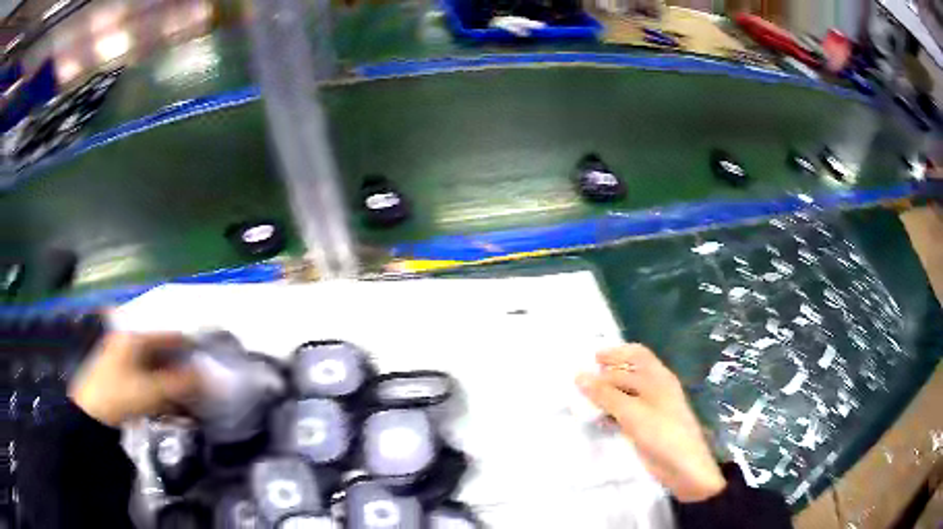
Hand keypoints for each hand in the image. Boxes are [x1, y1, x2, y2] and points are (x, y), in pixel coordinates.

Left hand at [69, 332, 201, 426]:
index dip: (190, 346)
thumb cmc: (120, 395)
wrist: (91, 415)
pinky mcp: (121, 375)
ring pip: (156, 366)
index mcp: (135, 337)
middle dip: (182, 366)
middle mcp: (130, 341)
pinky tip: (172, 404)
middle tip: (201, 383)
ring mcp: (124, 358)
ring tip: (190, 397)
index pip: (170, 335)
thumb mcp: (152, 390)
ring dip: (173, 380)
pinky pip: (148, 378)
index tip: (209, 361)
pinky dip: (161, 388)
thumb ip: (180, 383)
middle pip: (163, 350)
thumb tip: (207, 376)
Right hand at [576, 344, 725, 502]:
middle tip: (579, 383)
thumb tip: (578, 375)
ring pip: (625, 395)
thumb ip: (605, 394)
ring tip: (583, 401)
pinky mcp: (646, 427)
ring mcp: (652, 409)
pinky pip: (625, 414)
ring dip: (606, 396)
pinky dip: (611, 413)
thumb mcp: (632, 412)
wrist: (683, 467)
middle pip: (629, 374)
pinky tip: (598, 420)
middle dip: (606, 375)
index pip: (637, 354)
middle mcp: (656, 389)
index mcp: (658, 377)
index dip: (616, 353)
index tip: (591, 359)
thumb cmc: (661, 432)